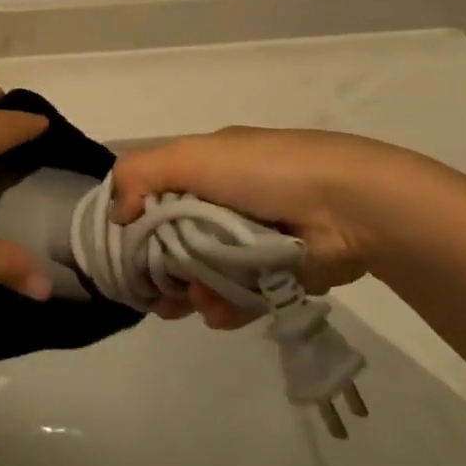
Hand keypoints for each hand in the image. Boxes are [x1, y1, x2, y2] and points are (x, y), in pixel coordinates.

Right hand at [110, 127, 399, 328]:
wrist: (348, 206)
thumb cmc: (264, 172)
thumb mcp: (193, 155)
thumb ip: (141, 173)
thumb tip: (116, 211)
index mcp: (208, 166)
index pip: (157, 192)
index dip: (134, 218)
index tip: (120, 248)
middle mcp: (225, 201)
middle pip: (175, 238)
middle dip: (158, 266)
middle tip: (147, 291)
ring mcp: (250, 241)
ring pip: (203, 273)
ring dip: (190, 289)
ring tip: (189, 302)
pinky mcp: (275, 276)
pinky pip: (237, 296)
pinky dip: (223, 305)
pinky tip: (217, 310)